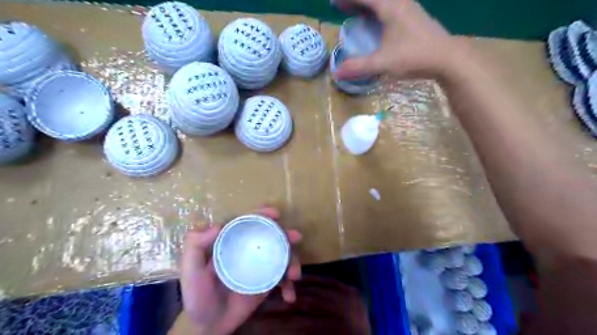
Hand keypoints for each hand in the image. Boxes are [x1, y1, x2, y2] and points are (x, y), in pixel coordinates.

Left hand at [178, 206, 303, 334]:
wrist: (209, 326)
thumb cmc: (198, 296)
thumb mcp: (190, 271)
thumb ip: (194, 247)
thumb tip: (217, 225)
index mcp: (231, 242)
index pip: (248, 222)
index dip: (261, 214)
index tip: (275, 214)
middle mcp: (248, 250)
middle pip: (270, 235)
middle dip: (285, 234)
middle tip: (296, 237)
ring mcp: (260, 266)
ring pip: (281, 255)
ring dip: (293, 261)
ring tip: (294, 275)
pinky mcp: (267, 282)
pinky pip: (282, 278)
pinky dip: (288, 285)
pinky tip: (289, 295)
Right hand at [335, 0, 460, 79]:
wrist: (447, 58)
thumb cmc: (414, 56)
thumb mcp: (383, 63)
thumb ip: (358, 67)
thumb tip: (336, 73)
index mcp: (390, 7)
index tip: (333, 3)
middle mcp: (400, 2)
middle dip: (355, 1)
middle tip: (341, 8)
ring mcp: (409, 8)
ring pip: (383, 2)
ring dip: (367, 5)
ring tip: (355, 14)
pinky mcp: (414, 17)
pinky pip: (391, 7)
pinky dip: (378, 11)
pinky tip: (376, 23)